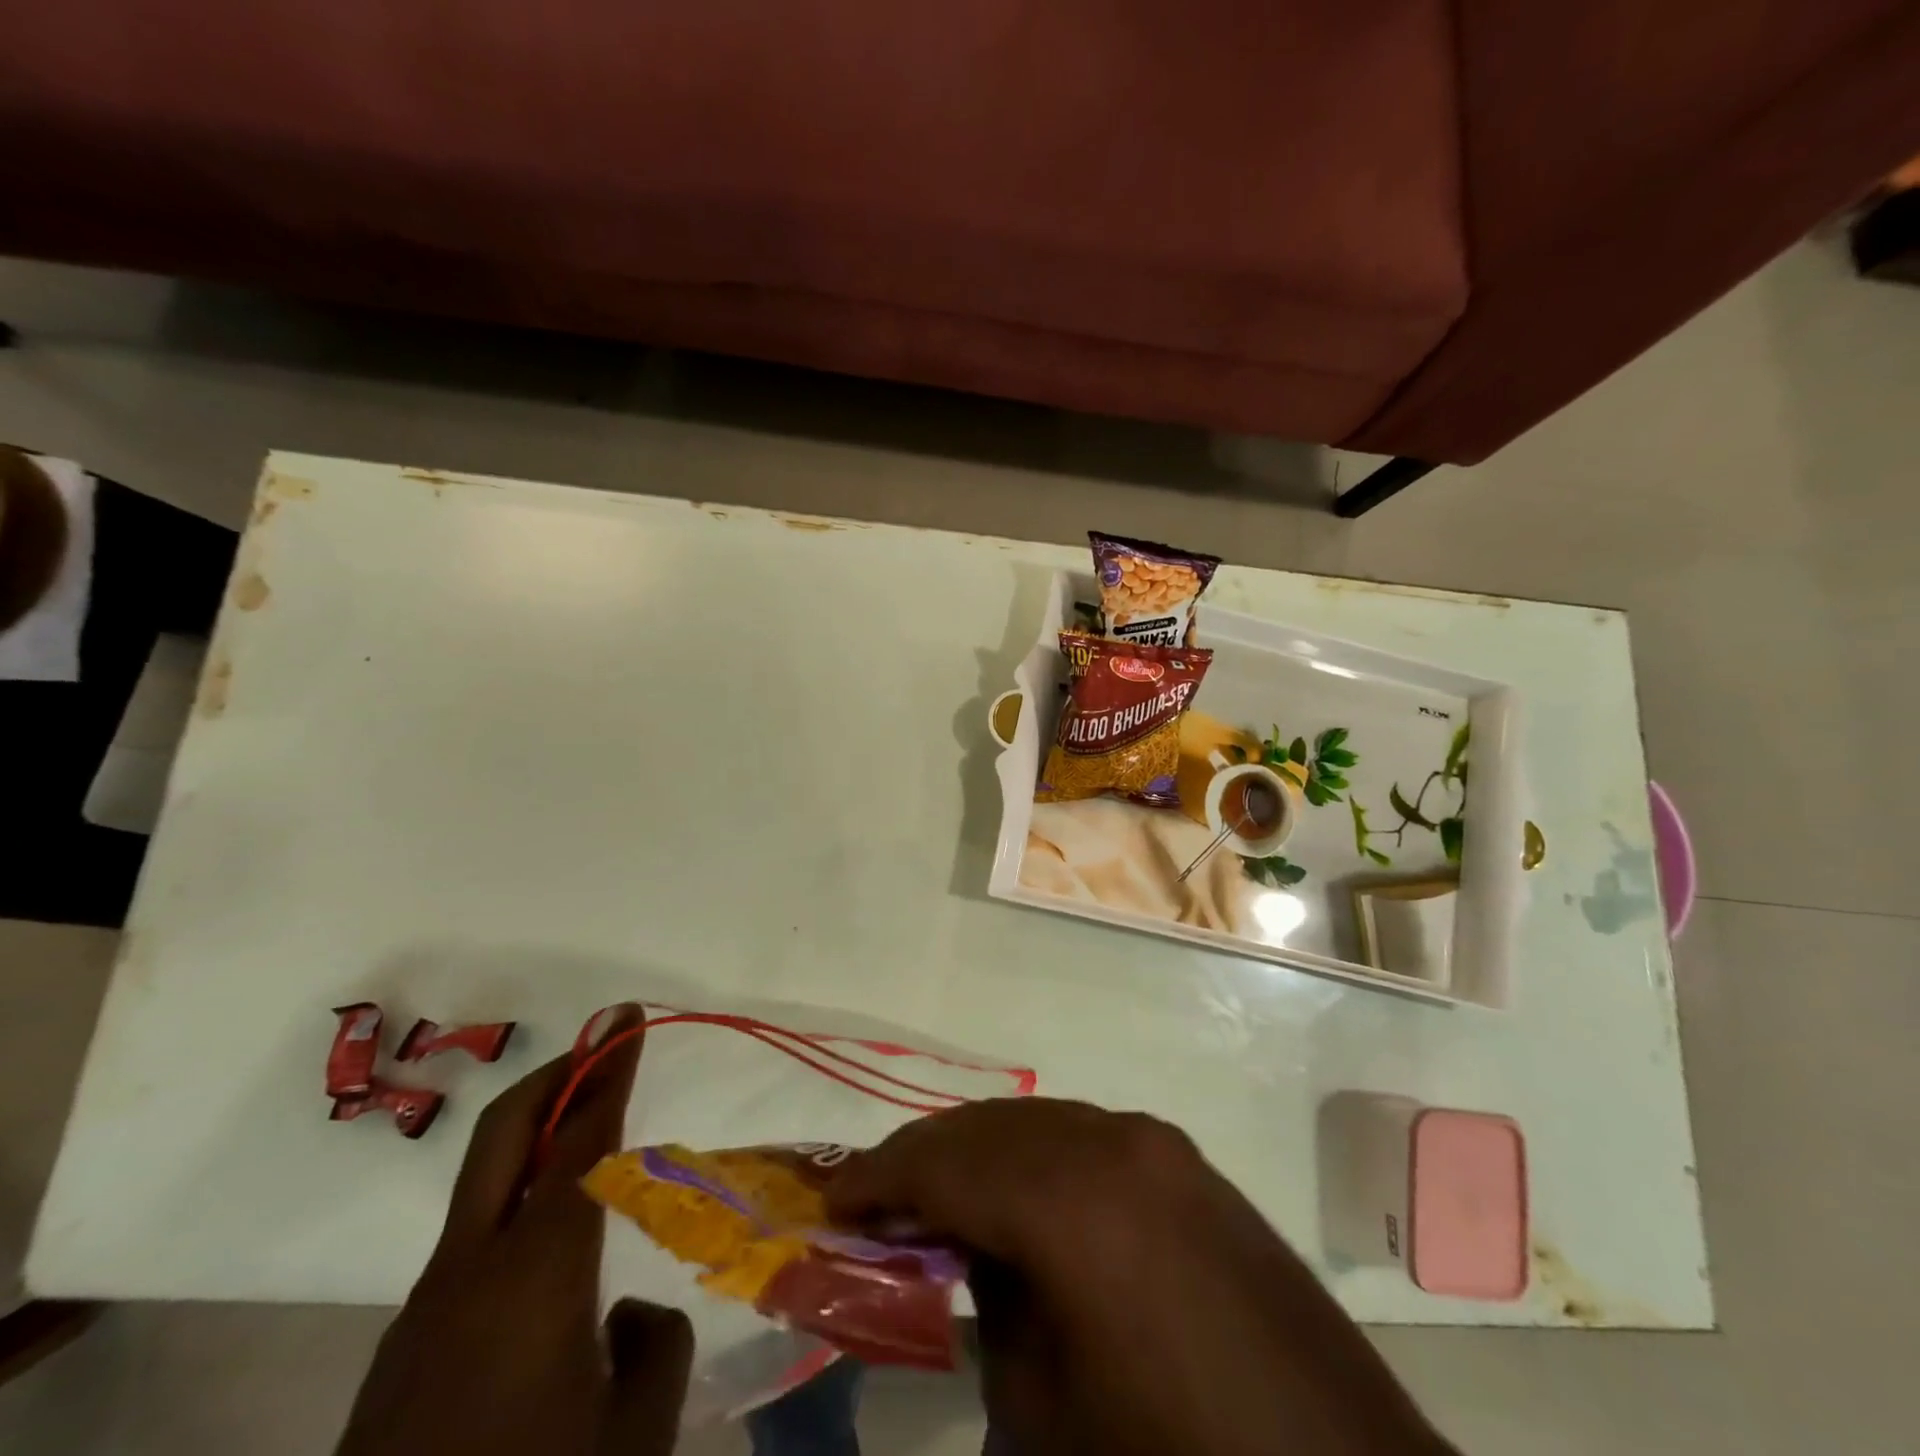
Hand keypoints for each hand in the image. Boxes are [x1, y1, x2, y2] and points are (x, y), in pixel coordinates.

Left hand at [337, 1007, 691, 1455]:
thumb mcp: (634, 1431)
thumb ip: (655, 1344)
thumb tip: (627, 1312)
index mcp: (538, 1270)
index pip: (582, 1139)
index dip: (608, 1071)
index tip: (624, 1019)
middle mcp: (472, 1268)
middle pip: (503, 1136)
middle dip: (554, 1075)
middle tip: (601, 1044)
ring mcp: (425, 1308)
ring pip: (482, 1187)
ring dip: (534, 1141)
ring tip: (589, 1139)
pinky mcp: (402, 1351)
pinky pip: (470, 1245)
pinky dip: (515, 1206)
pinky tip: (549, 1257)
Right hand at [828, 1098, 1451, 1455]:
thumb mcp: (1047, 1408)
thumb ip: (991, 1304)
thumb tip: (965, 1247)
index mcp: (1071, 1199)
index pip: (944, 1163)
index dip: (879, 1178)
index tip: (831, 1199)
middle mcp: (1111, 1140)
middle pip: (987, 1127)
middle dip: (923, 1157)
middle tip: (874, 1201)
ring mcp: (1155, 1142)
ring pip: (1036, 1122)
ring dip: (979, 1152)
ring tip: (937, 1198)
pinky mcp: (1185, 1161)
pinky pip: (1084, 1136)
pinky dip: (1035, 1156)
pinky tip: (1019, 1200)